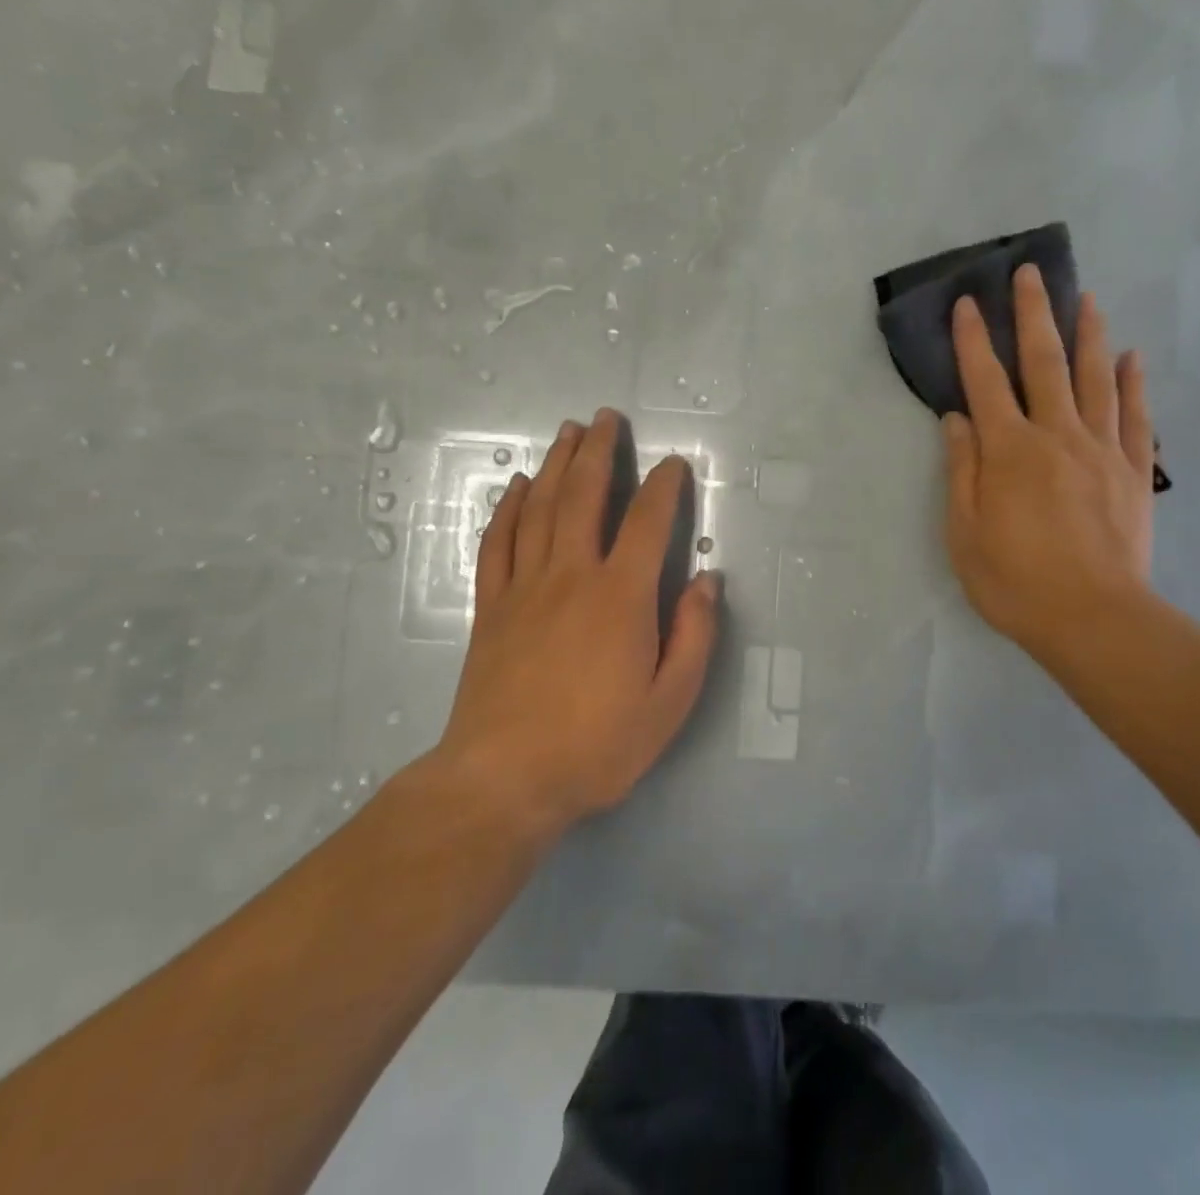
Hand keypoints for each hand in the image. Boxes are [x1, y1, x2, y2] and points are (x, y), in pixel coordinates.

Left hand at [432, 410, 721, 839]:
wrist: (504, 780)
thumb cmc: (598, 744)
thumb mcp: (670, 702)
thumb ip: (694, 636)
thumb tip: (707, 581)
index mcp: (621, 596)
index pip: (648, 522)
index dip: (664, 486)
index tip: (674, 464)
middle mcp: (572, 575)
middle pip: (585, 496)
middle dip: (599, 451)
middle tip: (606, 418)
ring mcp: (525, 587)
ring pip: (540, 508)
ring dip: (556, 465)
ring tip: (567, 433)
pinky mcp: (492, 606)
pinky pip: (498, 542)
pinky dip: (508, 508)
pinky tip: (517, 487)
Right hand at [942, 265, 1156, 671]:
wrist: (1094, 619)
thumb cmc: (1016, 581)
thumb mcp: (965, 533)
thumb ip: (961, 470)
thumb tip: (956, 419)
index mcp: (1009, 450)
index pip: (985, 381)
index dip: (972, 340)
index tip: (967, 303)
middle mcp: (1057, 435)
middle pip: (1044, 363)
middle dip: (1033, 314)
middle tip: (1031, 273)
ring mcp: (1102, 450)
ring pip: (1096, 378)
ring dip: (1089, 334)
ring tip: (1086, 298)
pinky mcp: (1134, 472)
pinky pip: (1135, 416)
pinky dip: (1134, 383)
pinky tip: (1133, 356)